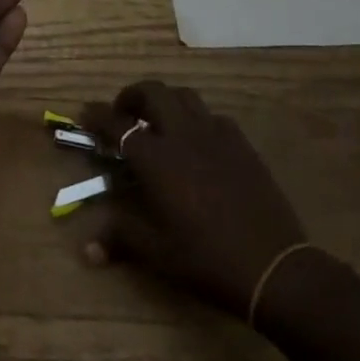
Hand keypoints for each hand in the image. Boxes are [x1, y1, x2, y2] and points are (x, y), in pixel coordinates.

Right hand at [79, 81, 306, 319]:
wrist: (275, 268)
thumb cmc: (207, 260)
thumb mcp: (157, 253)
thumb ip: (120, 238)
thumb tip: (87, 249)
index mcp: (156, 158)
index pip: (117, 124)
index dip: (97, 115)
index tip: (84, 113)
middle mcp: (183, 135)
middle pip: (153, 92)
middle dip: (132, 96)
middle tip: (123, 114)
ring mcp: (216, 136)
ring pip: (184, 97)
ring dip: (165, 101)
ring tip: (158, 123)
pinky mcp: (242, 145)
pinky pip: (213, 117)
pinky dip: (196, 120)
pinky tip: (197, 143)